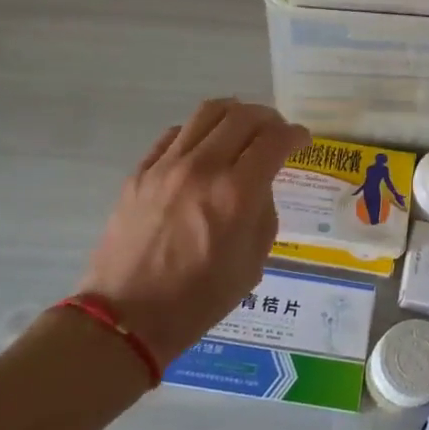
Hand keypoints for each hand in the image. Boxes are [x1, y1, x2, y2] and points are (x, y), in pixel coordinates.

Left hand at [76, 99, 309, 365]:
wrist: (128, 317)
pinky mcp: (140, 171)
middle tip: (275, 132)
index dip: (294, 134)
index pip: (274, 140)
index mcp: (236, 194)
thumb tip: (259, 184)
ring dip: (234, 114)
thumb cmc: (199, 299)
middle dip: (268, 119)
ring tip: (242, 128)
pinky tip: (204, 148)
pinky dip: (199, 132)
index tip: (301, 140)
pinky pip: (175, 134)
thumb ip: (263, 213)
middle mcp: (202, 168)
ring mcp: (166, 166)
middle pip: (243, 116)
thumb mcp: (252, 263)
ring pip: (207, 113)